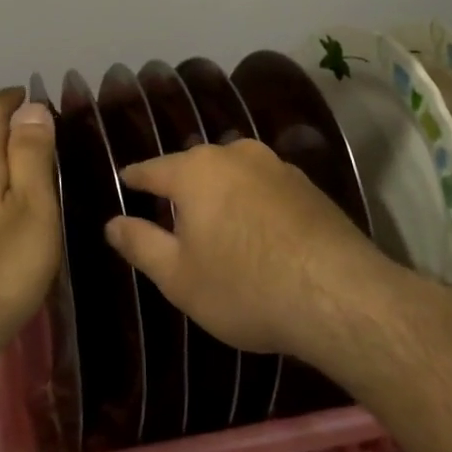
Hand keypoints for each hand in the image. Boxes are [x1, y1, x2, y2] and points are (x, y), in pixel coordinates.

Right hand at [104, 140, 395, 370]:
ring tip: (216, 224)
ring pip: (234, 174)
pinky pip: (265, 188)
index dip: (135, 179)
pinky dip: (253, 204)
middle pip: (195, 167)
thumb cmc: (244, 286)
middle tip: (170, 216)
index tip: (125, 182)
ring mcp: (277, 167)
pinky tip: (259, 233)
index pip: (152, 169)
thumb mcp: (178, 276)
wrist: (340, 296)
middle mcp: (235, 155)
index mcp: (195, 171)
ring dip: (221, 194)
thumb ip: (140, 244)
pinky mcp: (309, 186)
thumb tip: (112, 223)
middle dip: (181, 188)